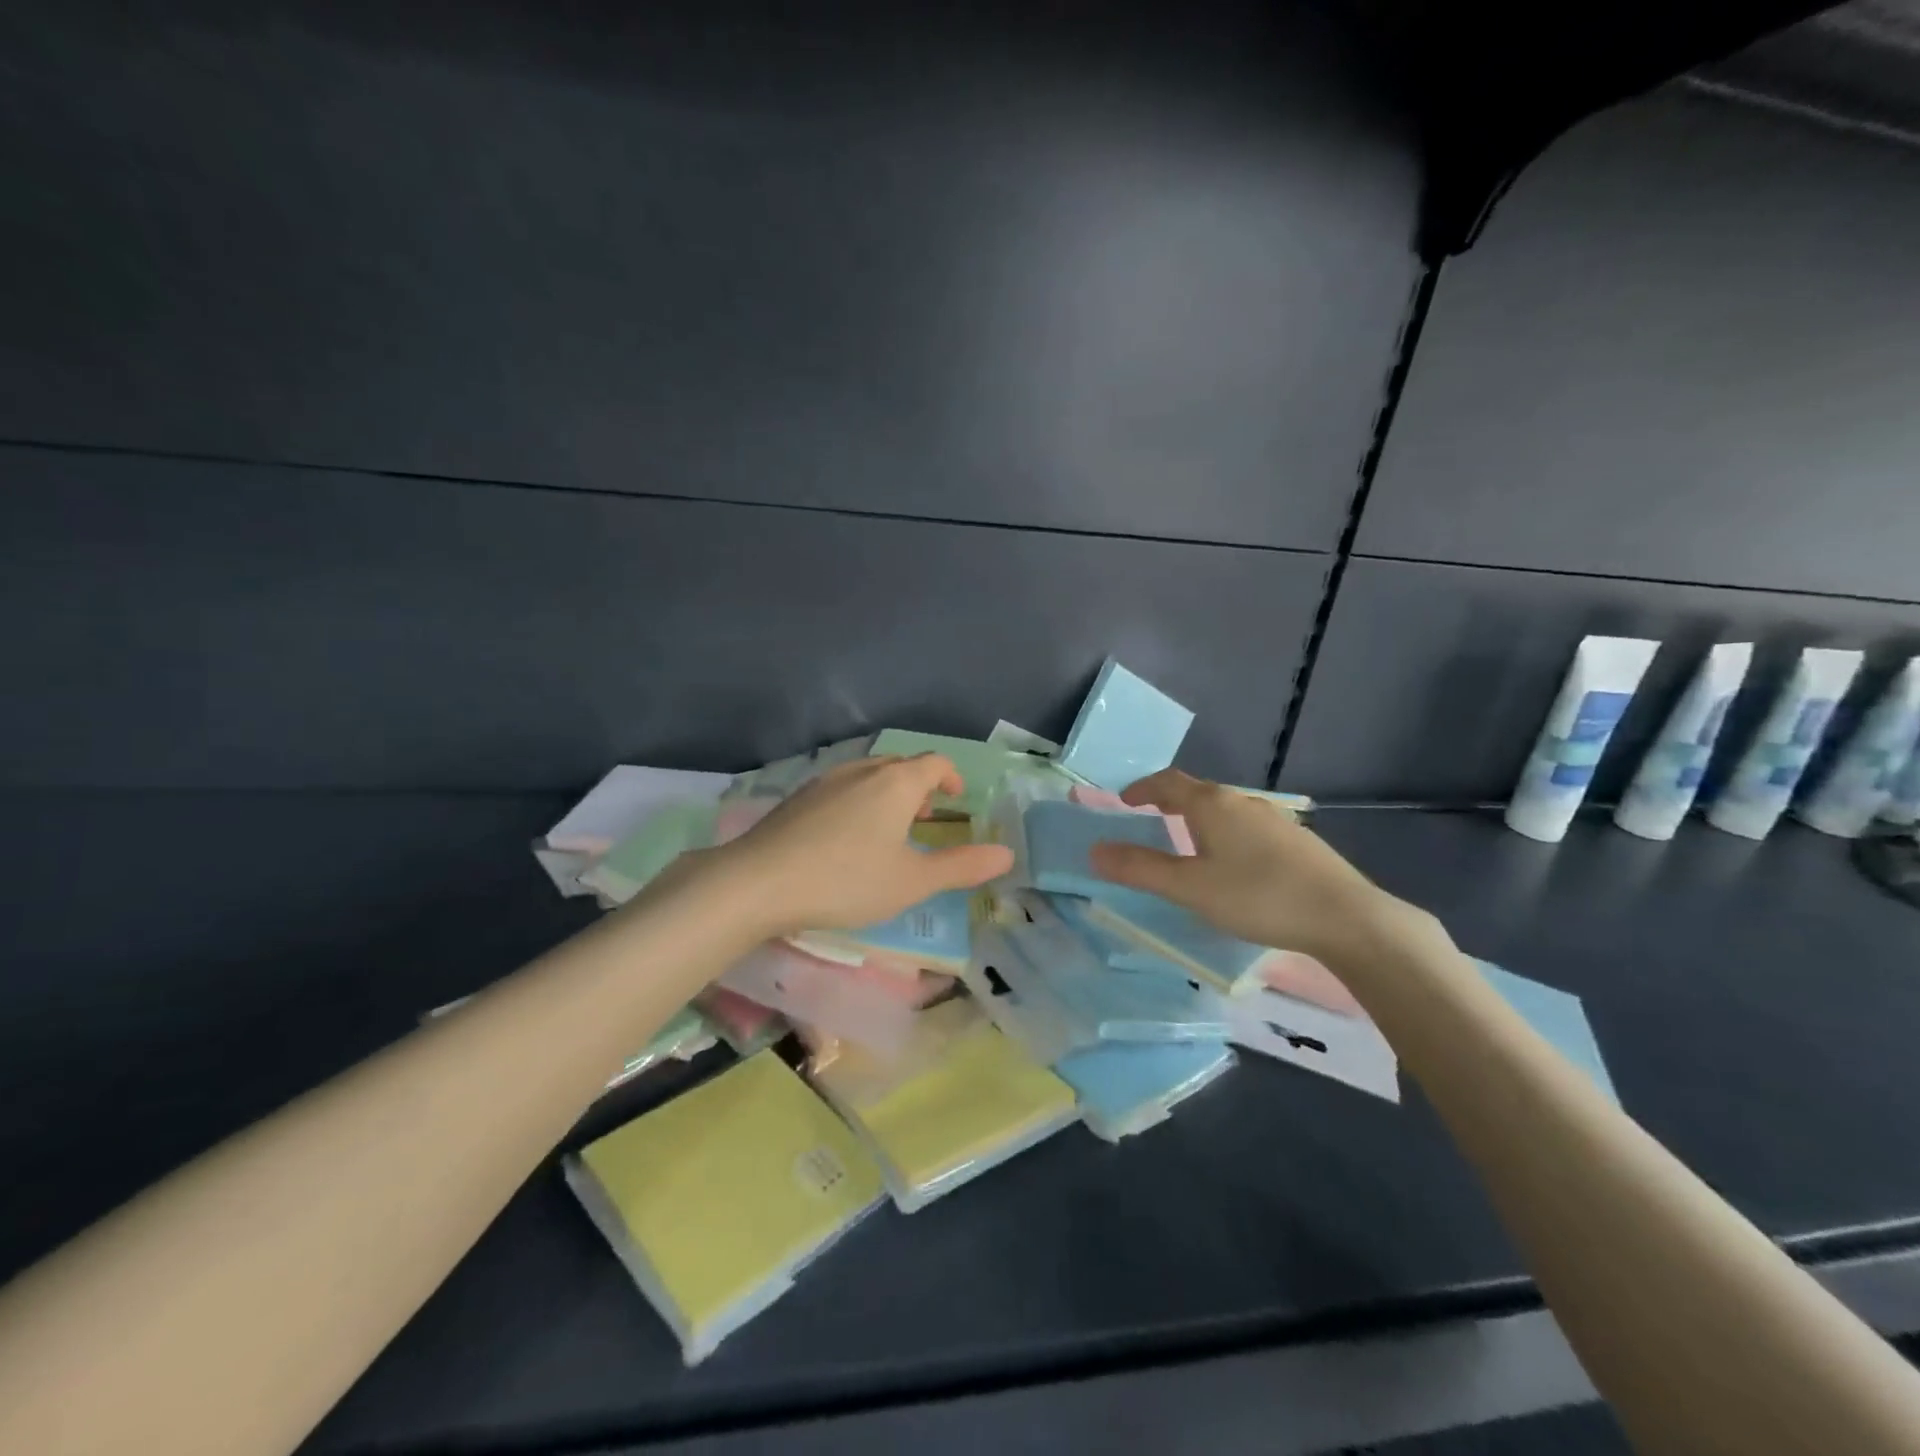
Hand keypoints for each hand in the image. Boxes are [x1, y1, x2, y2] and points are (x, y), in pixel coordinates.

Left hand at [710, 754, 1013, 935]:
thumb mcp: (912, 881)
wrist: (758, 882)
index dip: (951, 778)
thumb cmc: (846, 880)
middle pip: (900, 766)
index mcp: (896, 783)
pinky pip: (840, 788)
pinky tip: (845, 838)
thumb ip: (961, 867)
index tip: (957, 800)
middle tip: (926, 818)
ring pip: (868, 776)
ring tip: (888, 830)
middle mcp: (862, 771)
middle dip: (919, 786)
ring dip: (887, 794)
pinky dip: (857, 802)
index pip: (934, 763)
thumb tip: (1008, 854)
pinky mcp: (796, 798)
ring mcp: (824, 781)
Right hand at [1087, 769, 1434, 967]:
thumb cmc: (1258, 897)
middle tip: (1152, 820)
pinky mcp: (1299, 841)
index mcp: (1212, 805)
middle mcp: (1243, 802)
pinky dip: (1228, 835)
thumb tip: (1094, 850)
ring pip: (1227, 811)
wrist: (1346, 917)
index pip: (1168, 782)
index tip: (1125, 801)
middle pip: (1198, 793)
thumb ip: (1140, 869)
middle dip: (1170, 802)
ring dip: (1200, 819)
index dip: (1142, 789)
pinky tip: (1238, 865)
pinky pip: (1250, 827)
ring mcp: (1276, 819)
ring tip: (1190, 843)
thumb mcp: (1190, 888)